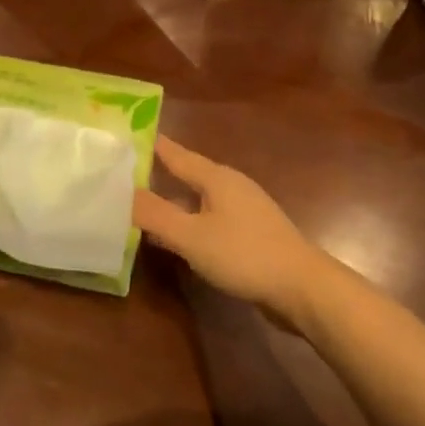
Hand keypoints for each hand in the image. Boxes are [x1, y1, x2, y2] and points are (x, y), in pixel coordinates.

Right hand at [134, 136, 333, 320]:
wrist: (303, 289)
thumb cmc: (245, 255)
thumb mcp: (192, 236)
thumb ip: (155, 214)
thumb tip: (121, 192)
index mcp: (216, 177)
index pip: (175, 153)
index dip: (149, 145)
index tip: (124, 136)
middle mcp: (230, 186)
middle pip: (186, 174)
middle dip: (157, 174)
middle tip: (122, 173)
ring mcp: (243, 210)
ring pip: (197, 199)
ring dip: (171, 202)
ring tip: (140, 206)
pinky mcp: (250, 234)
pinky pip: (208, 219)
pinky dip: (187, 222)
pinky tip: (175, 237)